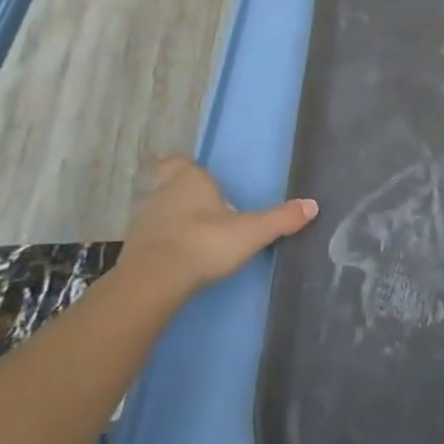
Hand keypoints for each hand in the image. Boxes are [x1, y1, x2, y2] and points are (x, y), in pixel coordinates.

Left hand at [117, 156, 317, 296]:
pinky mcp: (131, 249)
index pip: (179, 162)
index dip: (187, 169)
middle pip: (169, 186)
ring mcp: (141, 221)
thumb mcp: (251, 232)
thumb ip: (281, 218)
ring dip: (172, 222)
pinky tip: (177, 260)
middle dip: (184, 197)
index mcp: (189, 179)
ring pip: (158, 212)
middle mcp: (161, 193)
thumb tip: (312, 205)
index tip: (202, 182)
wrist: (154, 280)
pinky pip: (149, 239)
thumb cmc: (205, 243)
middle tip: (206, 212)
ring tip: (195, 239)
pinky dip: (161, 245)